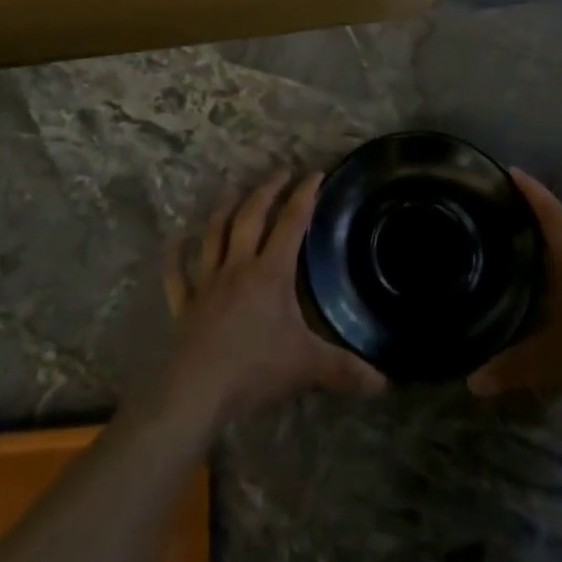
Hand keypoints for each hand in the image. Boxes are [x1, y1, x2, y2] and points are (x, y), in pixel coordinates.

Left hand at [153, 170, 384, 436]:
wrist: (197, 390)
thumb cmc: (255, 369)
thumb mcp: (308, 366)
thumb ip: (346, 369)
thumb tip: (385, 382)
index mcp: (270, 273)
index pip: (291, 223)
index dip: (304, 196)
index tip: (315, 173)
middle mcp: (238, 267)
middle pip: (251, 217)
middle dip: (266, 191)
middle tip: (280, 171)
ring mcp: (207, 283)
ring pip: (214, 234)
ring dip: (223, 208)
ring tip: (231, 187)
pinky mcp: (185, 304)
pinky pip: (177, 274)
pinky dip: (176, 255)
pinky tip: (176, 239)